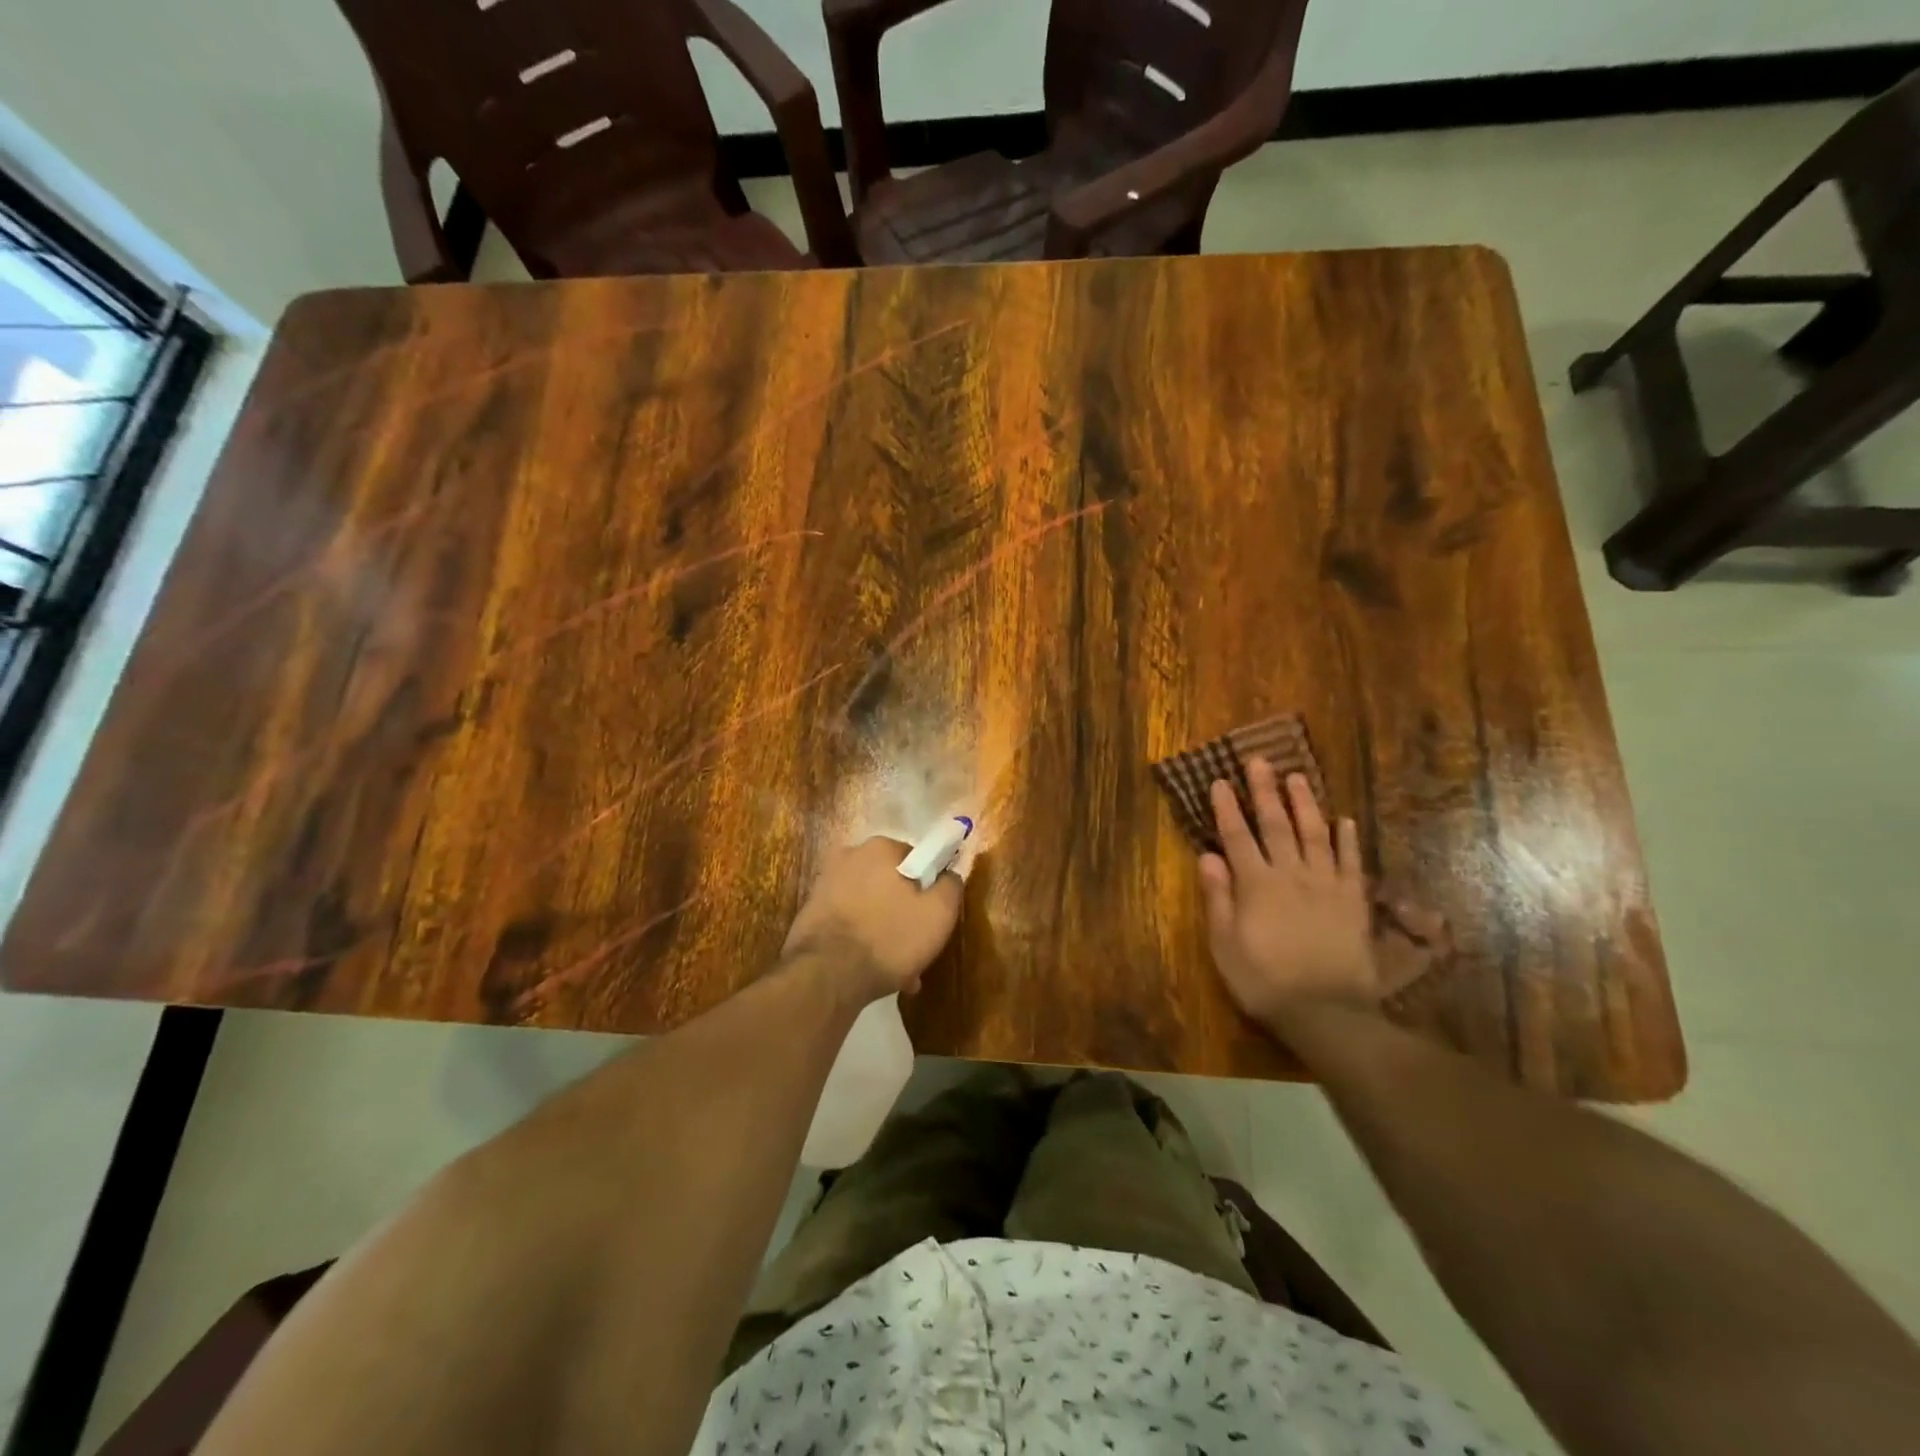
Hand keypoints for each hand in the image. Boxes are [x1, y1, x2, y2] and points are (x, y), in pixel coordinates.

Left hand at [783, 836, 961, 1001]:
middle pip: (892, 884)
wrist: (825, 976)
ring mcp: (825, 884)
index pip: (918, 859)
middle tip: (916, 949)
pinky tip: (870, 971)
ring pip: (871, 906)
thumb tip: (949, 874)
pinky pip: (849, 922)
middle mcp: (849, 856)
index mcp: (880, 847)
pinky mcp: (811, 912)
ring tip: (896, 970)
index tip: (933, 919)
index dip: (930, 889)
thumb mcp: (939, 913)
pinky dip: (862, 940)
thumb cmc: (889, 938)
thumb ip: (951, 885)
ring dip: (885, 931)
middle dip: (905, 914)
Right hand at [1198, 760, 1381, 1027]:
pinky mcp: (1352, 901)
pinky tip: (1345, 820)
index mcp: (1255, 885)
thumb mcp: (1225, 945)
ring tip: (1298, 776)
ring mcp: (1325, 885)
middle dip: (1264, 791)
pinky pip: (1350, 862)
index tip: (1219, 780)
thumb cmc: (1264, 980)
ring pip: (1314, 834)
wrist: (1326, 1012)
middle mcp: (1290, 874)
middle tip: (1259, 760)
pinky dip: (1347, 839)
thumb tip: (1207, 855)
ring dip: (1304, 803)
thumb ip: (1217, 898)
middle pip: (1275, 825)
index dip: (1226, 808)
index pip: (1237, 836)